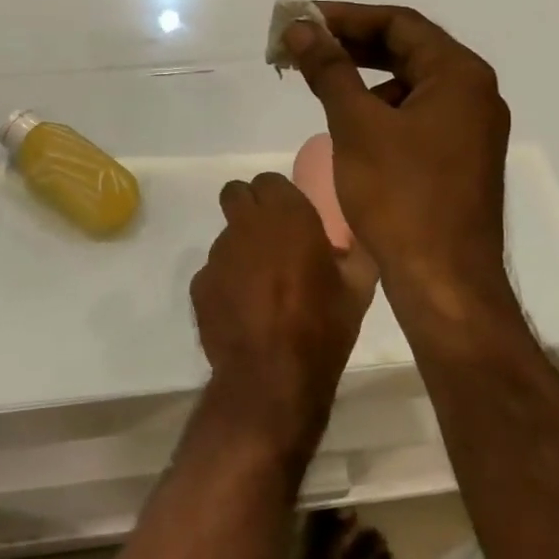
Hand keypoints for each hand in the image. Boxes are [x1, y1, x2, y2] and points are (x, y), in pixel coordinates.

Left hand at [190, 174, 376, 451]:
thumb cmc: (322, 328)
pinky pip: (214, 271)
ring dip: (241, 249)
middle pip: (236, 194)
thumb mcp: (358, 289)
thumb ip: (355, 252)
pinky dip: (226, 282)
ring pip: (226, 236)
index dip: (278, 196)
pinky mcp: (200, 284)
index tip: (292, 217)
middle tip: (270, 237)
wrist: (271, 378)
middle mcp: (246, 225)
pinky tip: (244, 311)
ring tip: (262, 287)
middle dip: (249, 207)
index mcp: (287, 216)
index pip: (269, 180)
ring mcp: (218, 254)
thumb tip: (351, 239)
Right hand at [281, 4, 511, 309]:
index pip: (399, 23)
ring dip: (363, 78)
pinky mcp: (458, 160)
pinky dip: (379, 110)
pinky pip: (415, 117)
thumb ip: (329, 69)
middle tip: (301, 46)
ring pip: (409, 86)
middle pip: (406, 50)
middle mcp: (473, 94)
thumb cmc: (400, 196)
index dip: (345, 16)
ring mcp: (469, 129)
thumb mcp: (357, 125)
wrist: (443, 282)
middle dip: (351, 45)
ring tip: (319, 86)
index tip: (300, 19)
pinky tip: (349, 127)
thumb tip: (300, 28)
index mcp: (459, 75)